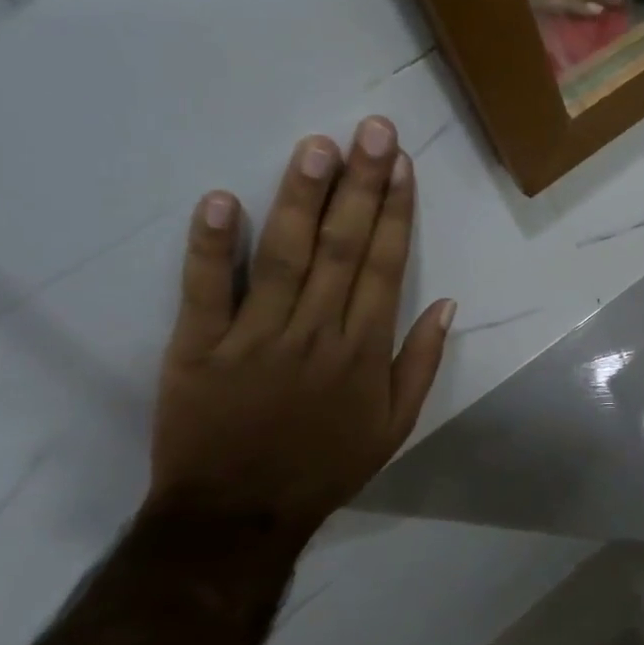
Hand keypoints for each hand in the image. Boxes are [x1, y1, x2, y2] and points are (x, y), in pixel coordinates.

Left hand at [146, 116, 454, 537]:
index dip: (395, 212)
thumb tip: (445, 303)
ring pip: (285, 256)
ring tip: (318, 146)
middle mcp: (317, 333)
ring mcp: (255, 336)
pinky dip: (211, 246)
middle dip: (361, 185)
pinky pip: (205, 290)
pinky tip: (223, 199)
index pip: (386, 267)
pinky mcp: (198, 347)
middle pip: (344, 248)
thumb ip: (421, 362)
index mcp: (365, 351)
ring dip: (303, 198)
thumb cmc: (326, 465)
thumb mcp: (397, 425)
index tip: (402, 166)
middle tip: (371, 130)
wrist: (239, 513)